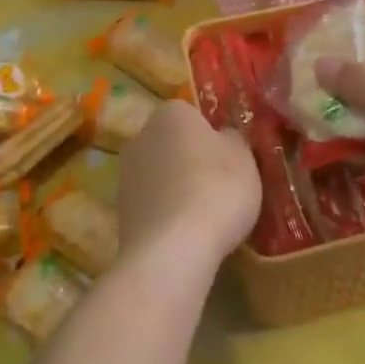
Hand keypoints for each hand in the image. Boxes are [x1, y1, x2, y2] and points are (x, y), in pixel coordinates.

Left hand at [114, 99, 261, 282]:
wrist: (172, 250)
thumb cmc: (216, 190)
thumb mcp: (244, 158)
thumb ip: (233, 139)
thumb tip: (224, 136)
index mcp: (171, 114)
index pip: (193, 113)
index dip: (213, 134)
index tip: (230, 158)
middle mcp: (141, 136)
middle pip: (172, 142)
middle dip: (192, 159)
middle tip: (220, 185)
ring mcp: (125, 173)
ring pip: (160, 174)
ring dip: (177, 187)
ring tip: (205, 215)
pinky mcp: (120, 210)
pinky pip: (152, 203)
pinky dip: (167, 213)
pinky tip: (186, 233)